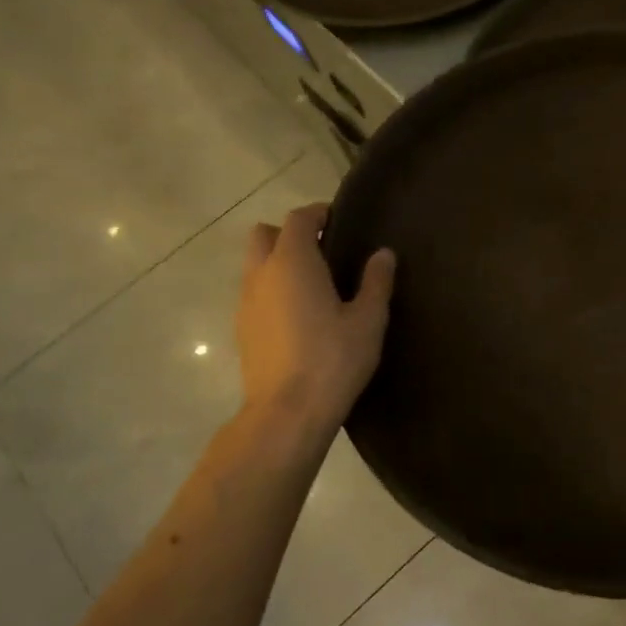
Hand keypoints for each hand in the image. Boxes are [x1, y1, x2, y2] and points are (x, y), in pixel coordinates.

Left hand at [236, 204, 394, 425]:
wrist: (287, 412)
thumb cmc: (334, 359)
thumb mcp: (368, 320)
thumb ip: (376, 282)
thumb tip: (383, 254)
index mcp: (293, 262)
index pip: (298, 219)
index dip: (317, 213)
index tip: (338, 218)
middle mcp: (261, 274)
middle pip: (264, 235)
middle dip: (289, 233)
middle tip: (322, 248)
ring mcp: (246, 303)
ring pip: (255, 265)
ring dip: (278, 262)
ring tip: (314, 283)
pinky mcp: (242, 330)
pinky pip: (255, 293)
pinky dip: (273, 289)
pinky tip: (299, 313)